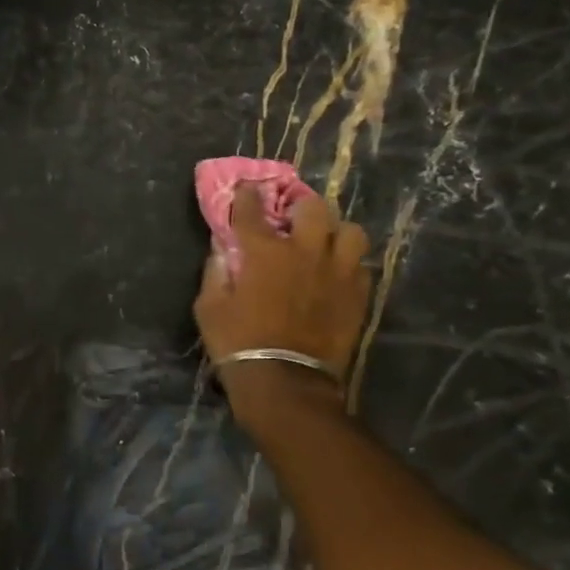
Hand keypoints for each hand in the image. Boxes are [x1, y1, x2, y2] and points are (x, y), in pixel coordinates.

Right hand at [193, 189, 371, 391]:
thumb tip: (221, 250)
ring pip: (350, 231)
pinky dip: (347, 263)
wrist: (285, 381)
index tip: (246, 188)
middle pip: (312, 208)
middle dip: (299, 205)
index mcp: (265, 252)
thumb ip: (215, 272)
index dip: (248, 195)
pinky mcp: (358, 294)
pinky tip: (334, 273)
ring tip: (323, 242)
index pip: (254, 210)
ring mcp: (337, 272)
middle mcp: (305, 252)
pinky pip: (360, 264)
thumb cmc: (237, 342)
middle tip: (290, 216)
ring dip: (334, 231)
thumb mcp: (209, 307)